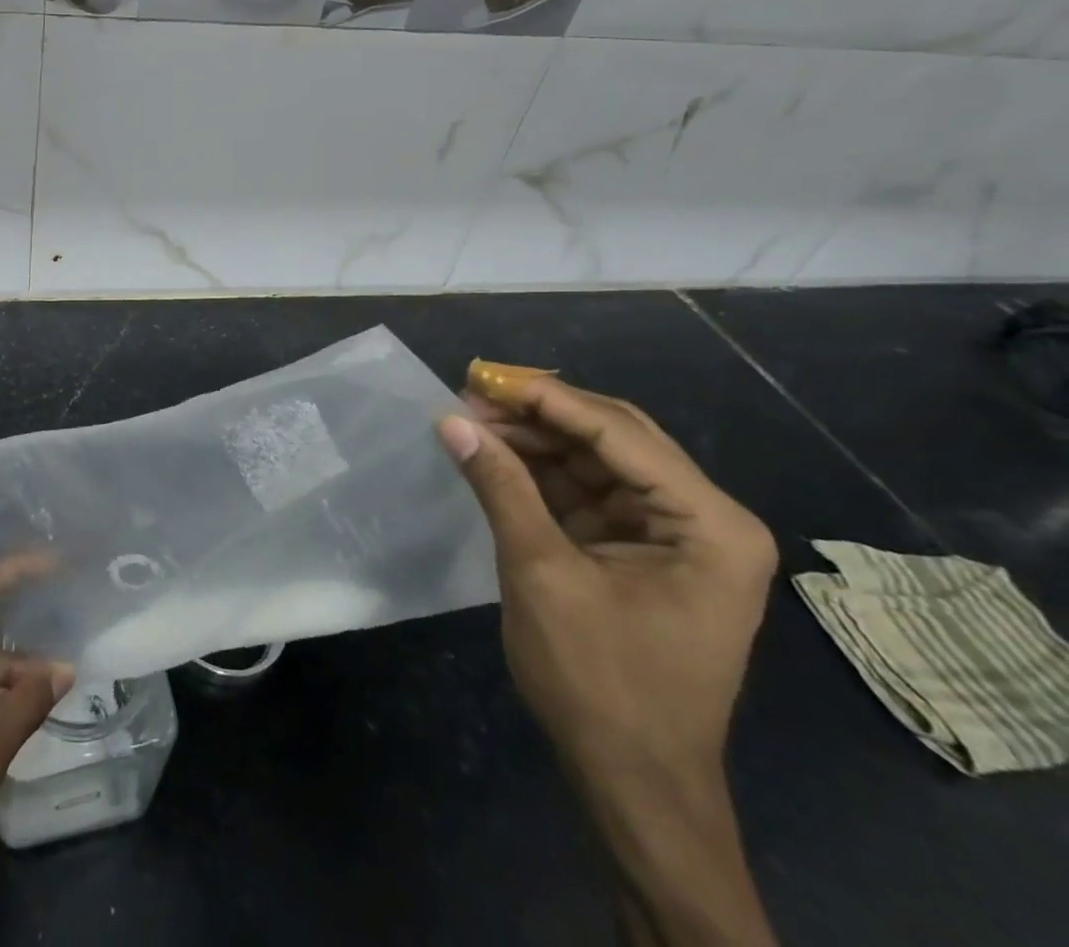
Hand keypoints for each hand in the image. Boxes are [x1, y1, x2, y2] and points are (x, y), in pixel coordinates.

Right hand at [439, 376, 775, 777]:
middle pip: (615, 437)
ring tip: (471, 423)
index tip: (478, 378)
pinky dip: (542, 472)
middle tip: (470, 396)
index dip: (545, 399)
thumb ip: (500, 487)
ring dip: (536, 440)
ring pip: (598, 459)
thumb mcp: (541, 574)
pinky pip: (589, 492)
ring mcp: (677, 535)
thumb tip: (450, 420)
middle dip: (540, 414)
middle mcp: (706, 519)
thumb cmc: (599, 682)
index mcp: (709, 524)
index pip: (618, 434)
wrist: (634, 783)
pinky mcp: (643, 551)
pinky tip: (496, 457)